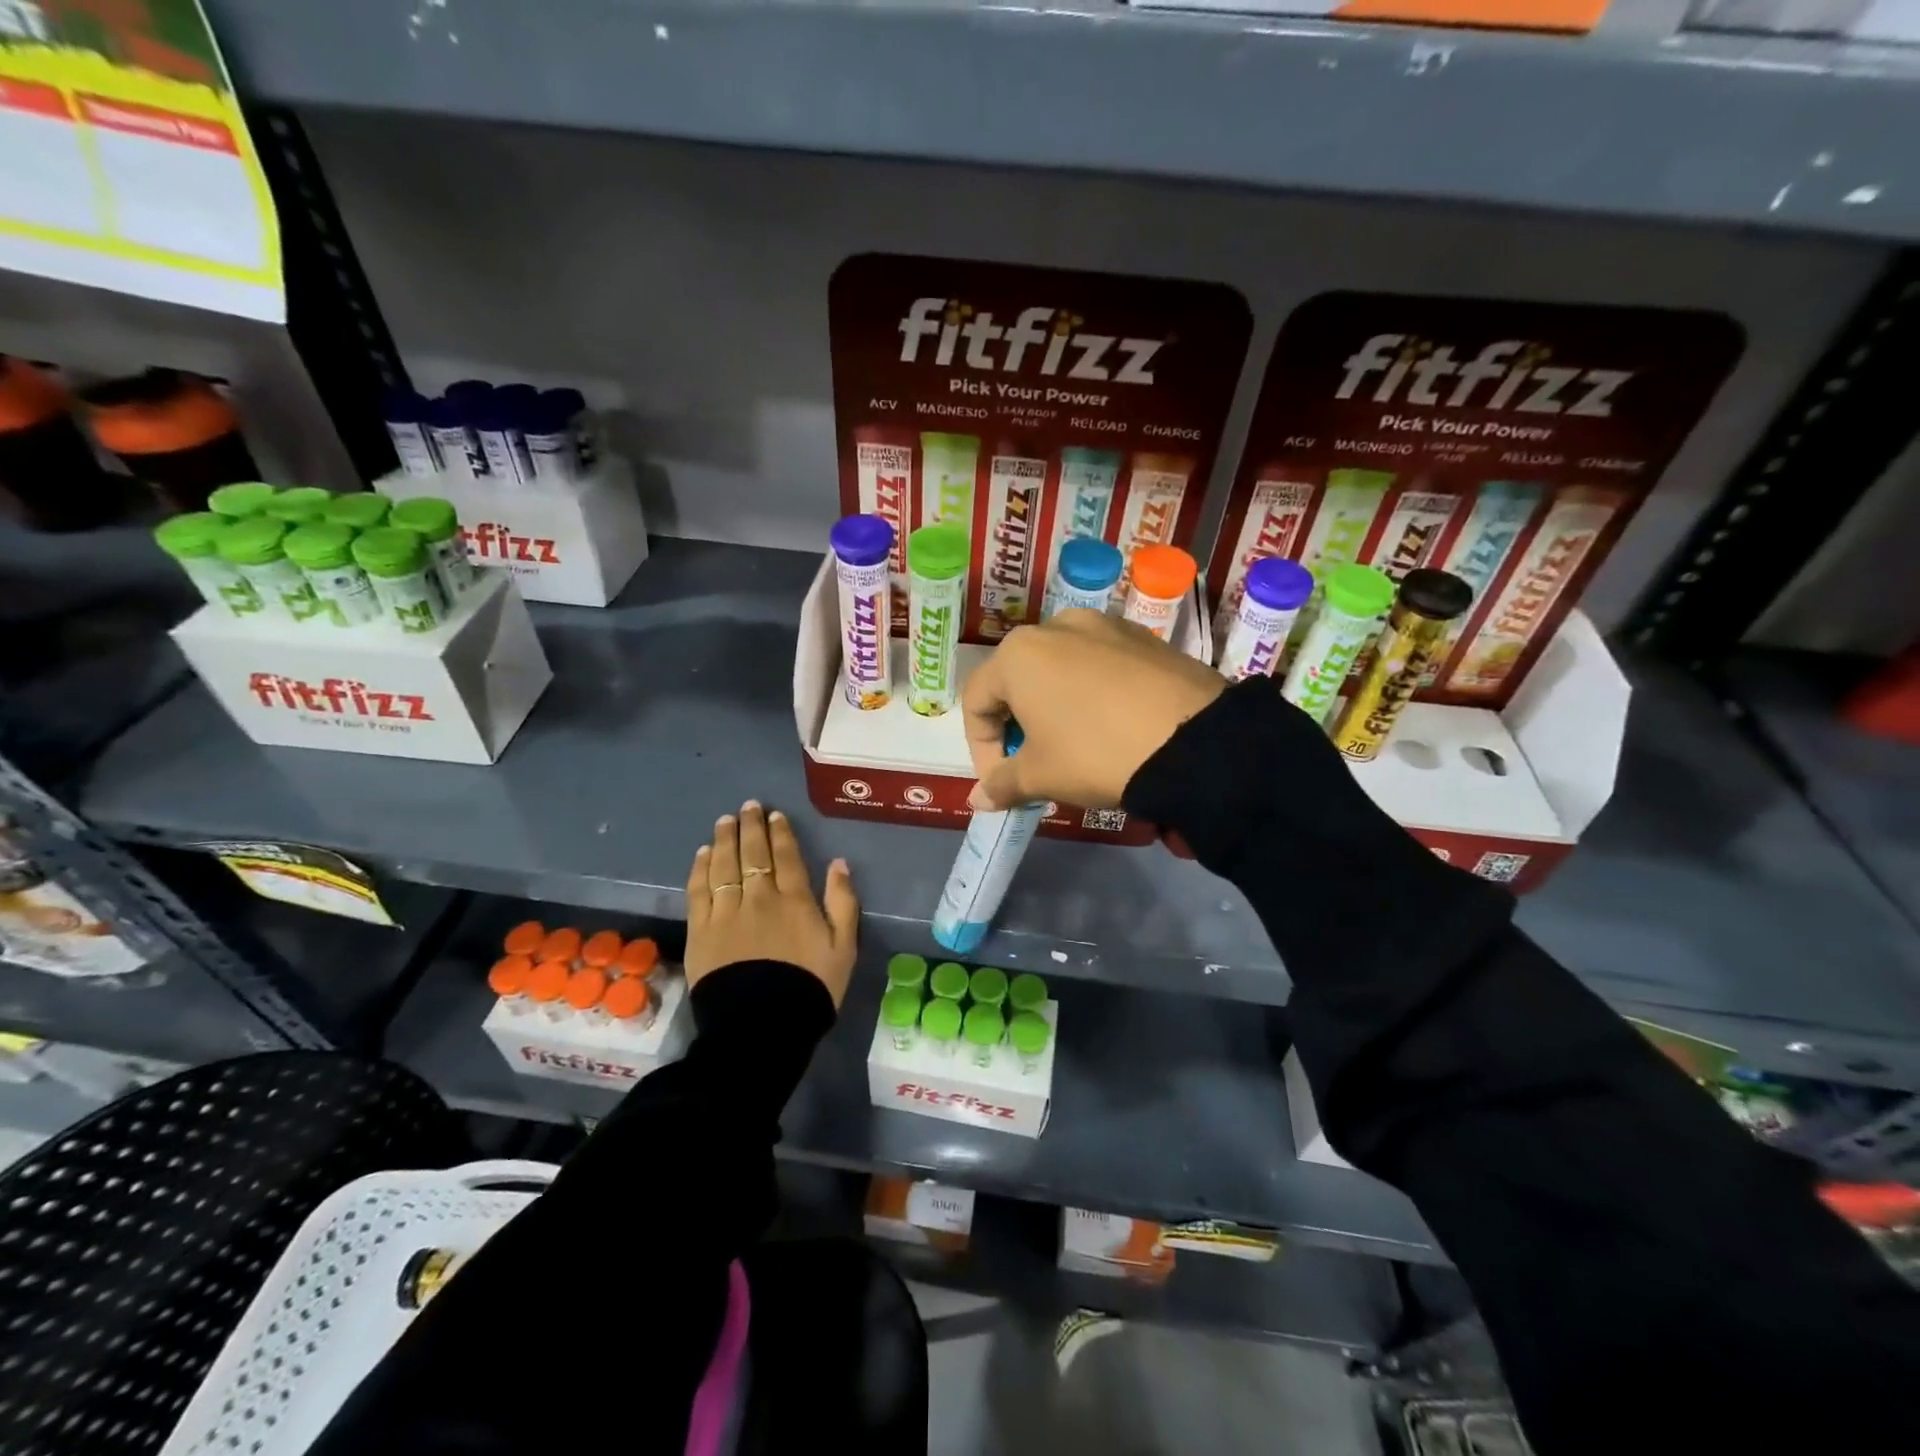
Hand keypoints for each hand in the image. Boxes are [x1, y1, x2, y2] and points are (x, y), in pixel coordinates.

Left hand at [685, 800, 859, 1005]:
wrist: (762, 1026)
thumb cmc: (810, 987)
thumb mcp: (844, 948)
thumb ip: (843, 902)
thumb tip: (839, 863)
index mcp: (795, 900)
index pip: (786, 856)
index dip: (780, 833)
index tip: (774, 815)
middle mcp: (759, 897)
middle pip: (752, 853)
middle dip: (751, 827)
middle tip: (748, 806)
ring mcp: (726, 912)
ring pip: (723, 865)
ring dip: (724, 839)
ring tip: (725, 821)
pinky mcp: (701, 930)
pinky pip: (699, 890)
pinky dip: (700, 868)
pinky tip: (702, 854)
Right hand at [963, 609, 1225, 810]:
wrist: (1192, 740)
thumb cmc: (1095, 753)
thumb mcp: (1041, 776)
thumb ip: (1002, 783)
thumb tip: (978, 800)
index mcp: (1017, 654)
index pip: (976, 702)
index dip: (981, 749)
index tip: (1001, 782)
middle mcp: (1055, 626)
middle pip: (1017, 679)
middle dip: (1017, 725)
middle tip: (1034, 764)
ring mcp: (1104, 625)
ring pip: (1060, 668)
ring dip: (1054, 706)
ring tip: (1074, 743)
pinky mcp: (1142, 636)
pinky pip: (1100, 664)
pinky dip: (1092, 693)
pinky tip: (1113, 724)